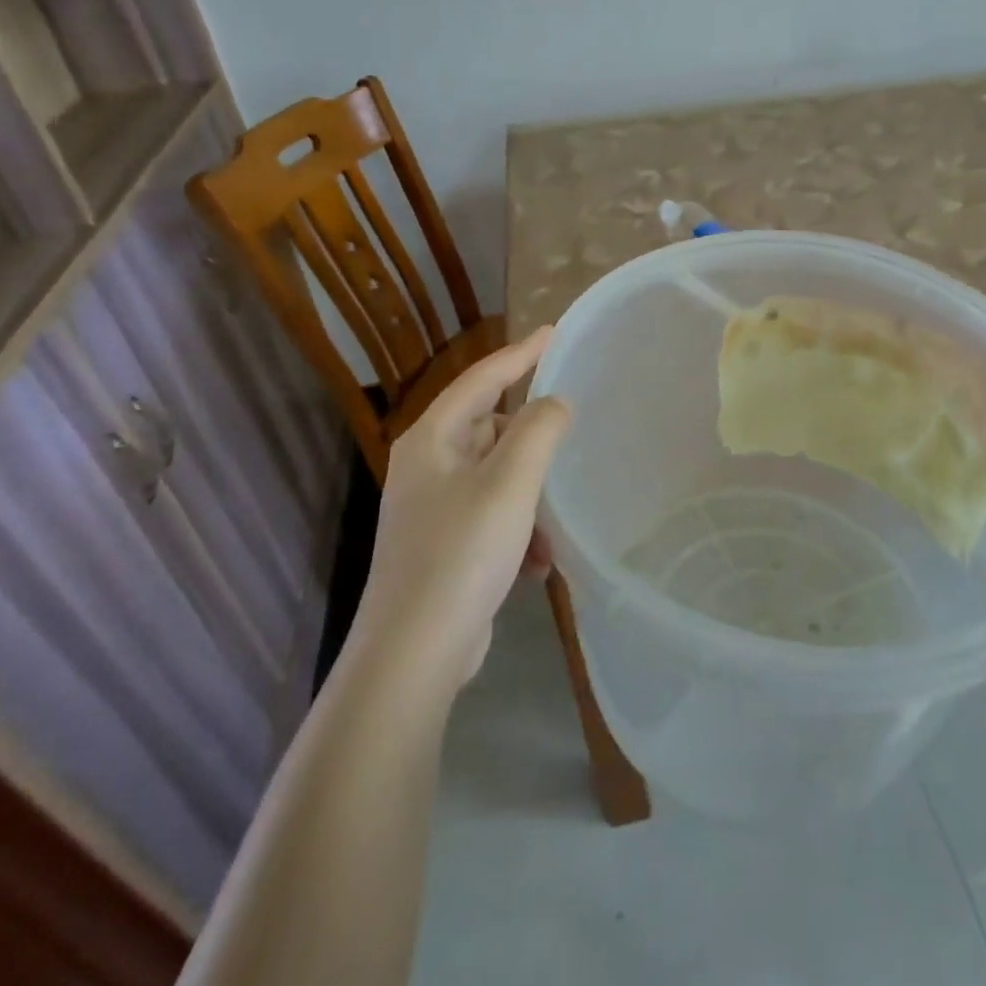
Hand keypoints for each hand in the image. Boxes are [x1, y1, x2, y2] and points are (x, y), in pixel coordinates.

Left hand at [362, 327, 571, 686]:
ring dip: (531, 494)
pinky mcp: (444, 545)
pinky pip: (494, 515)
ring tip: (554, 521)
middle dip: (531, 438)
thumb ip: (539, 429)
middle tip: (570, 437)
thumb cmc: (462, 553)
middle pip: (489, 427)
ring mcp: (432, 508)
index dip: (521, 353)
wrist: (415, 653)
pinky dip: (520, 529)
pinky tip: (538, 563)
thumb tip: (554, 403)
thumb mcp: (511, 482)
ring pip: (497, 475)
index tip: (555, 332)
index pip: (482, 378)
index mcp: (432, 439)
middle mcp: (427, 466)